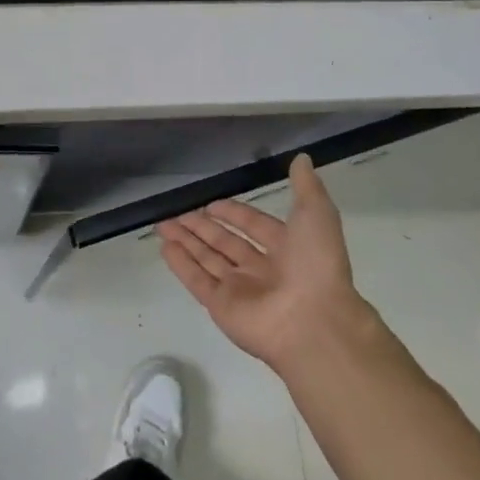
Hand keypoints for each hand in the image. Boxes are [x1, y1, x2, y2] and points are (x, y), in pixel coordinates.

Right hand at [157, 154, 369, 371]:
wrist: (315, 322)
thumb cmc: (316, 264)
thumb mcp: (316, 214)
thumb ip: (306, 186)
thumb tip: (302, 158)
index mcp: (286, 248)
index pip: (253, 226)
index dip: (233, 214)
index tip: (211, 204)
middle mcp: (262, 269)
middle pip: (225, 243)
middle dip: (201, 227)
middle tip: (177, 213)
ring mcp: (240, 290)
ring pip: (207, 260)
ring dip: (186, 242)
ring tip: (163, 226)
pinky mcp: (222, 307)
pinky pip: (197, 280)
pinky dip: (180, 264)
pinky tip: (165, 247)